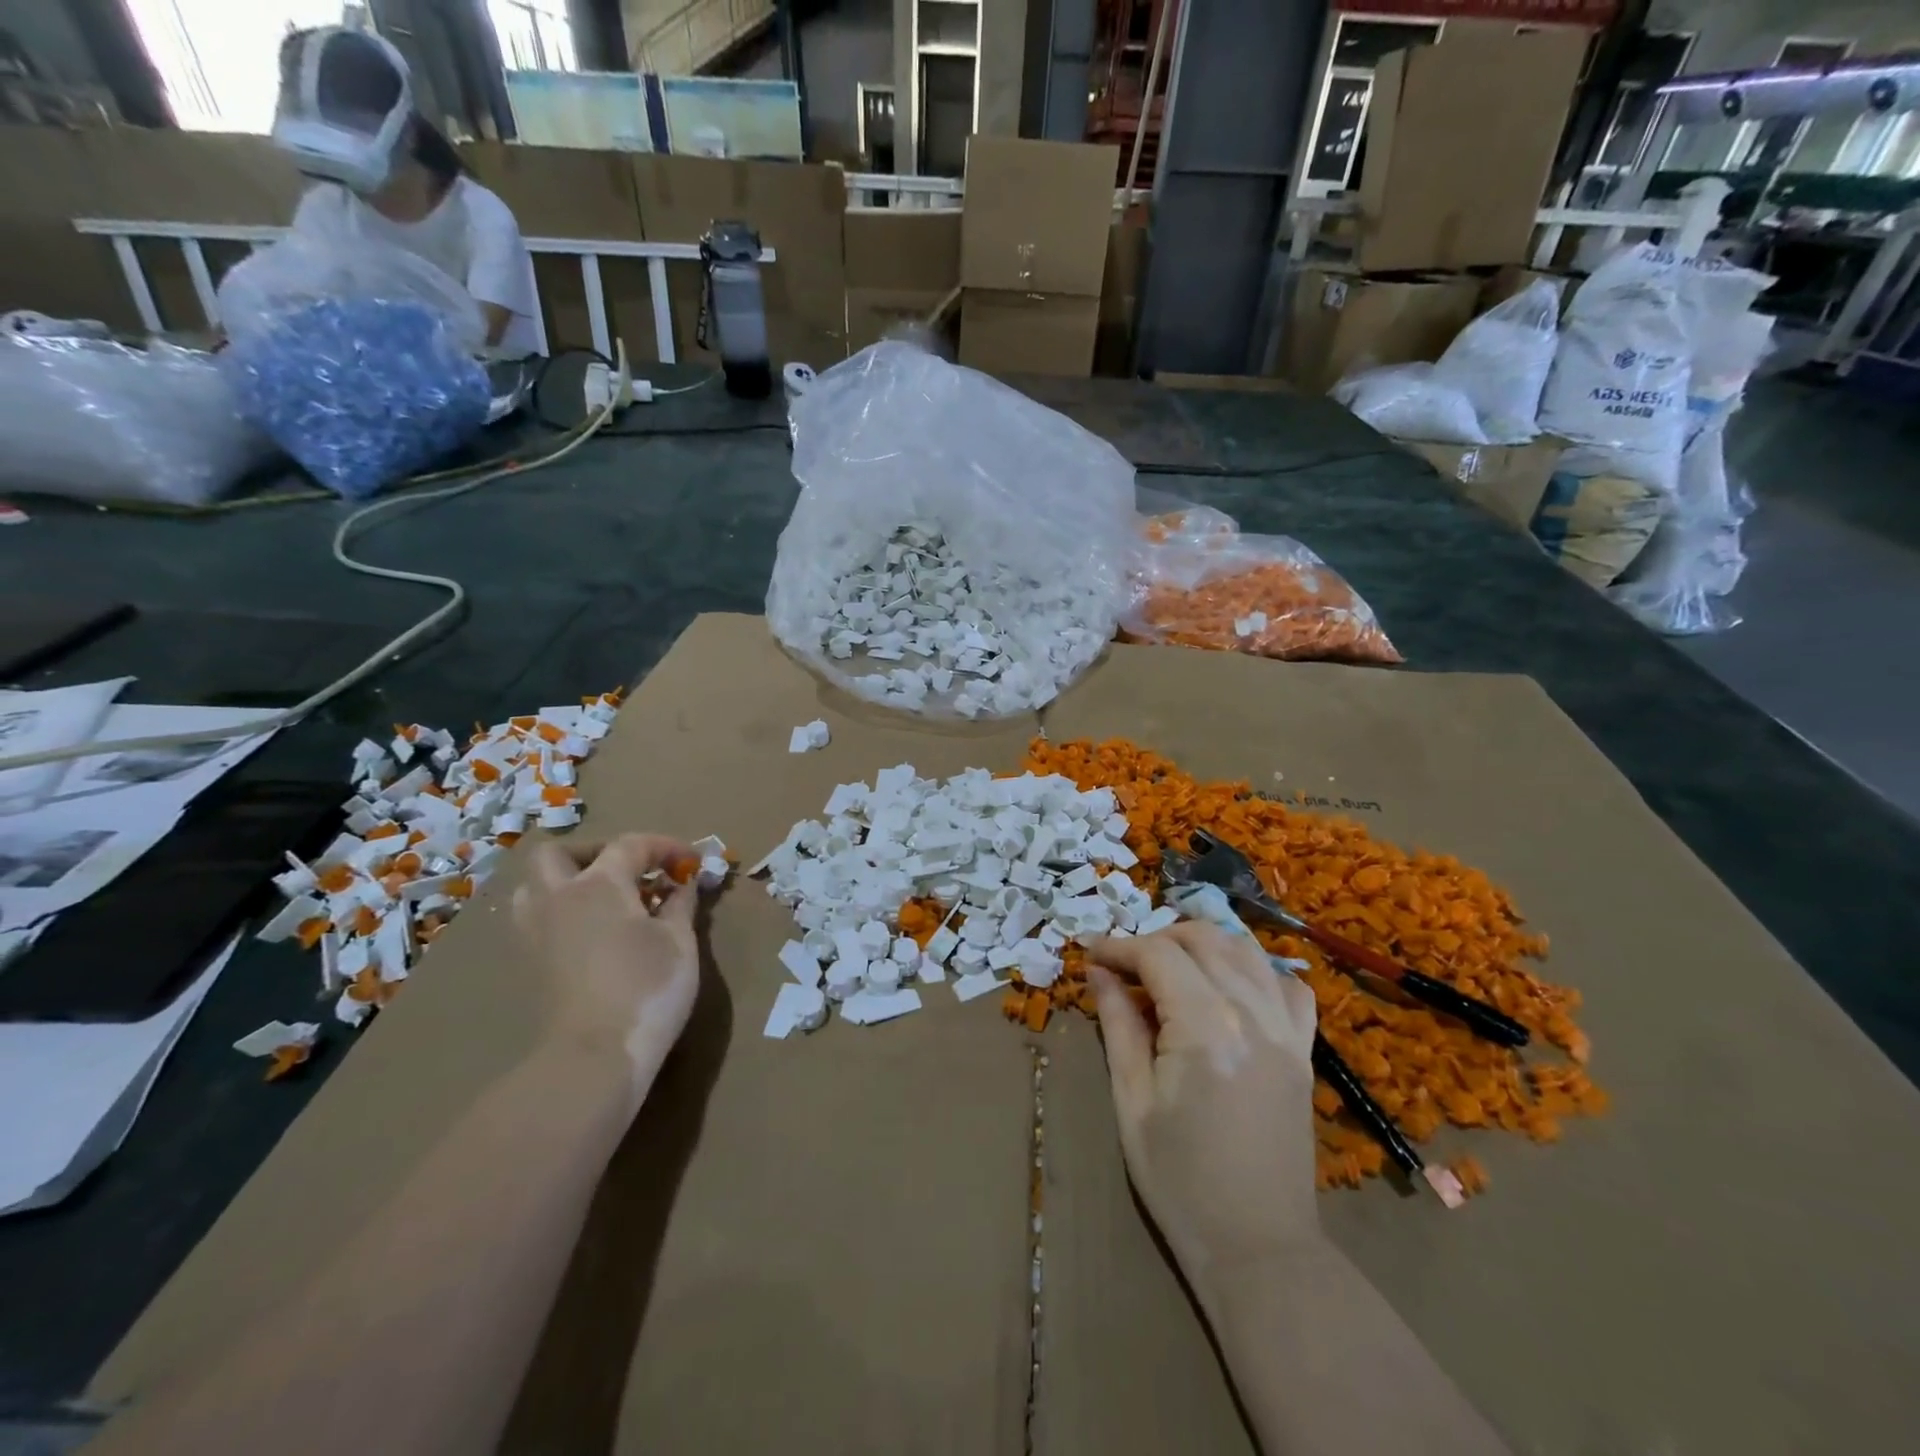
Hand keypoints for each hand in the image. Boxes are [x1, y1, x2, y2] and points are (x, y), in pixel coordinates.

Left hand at [513, 834, 700, 1104]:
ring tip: (605, 899)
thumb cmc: (647, 988)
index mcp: (599, 885)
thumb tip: (683, 883)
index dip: (665, 846)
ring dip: (567, 881)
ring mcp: (537, 932)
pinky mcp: (533, 963)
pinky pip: (538, 919)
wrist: (595, 1057)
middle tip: (629, 870)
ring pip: (535, 886)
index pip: (631, 845)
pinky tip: (592, 932)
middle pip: (558, 854)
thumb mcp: (680, 941)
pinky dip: (562, 912)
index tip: (691, 861)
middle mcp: (559, 898)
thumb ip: (680, 904)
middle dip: (594, 852)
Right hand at [1086, 923, 1321, 1303]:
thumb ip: (1118, 1024)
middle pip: (1204, 939)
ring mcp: (1286, 1029)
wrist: (1257, 1246)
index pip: (1158, 955)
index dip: (1119, 946)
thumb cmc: (1179, 1179)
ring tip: (1170, 966)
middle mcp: (1252, 1013)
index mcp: (1205, 1027)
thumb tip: (1098, 972)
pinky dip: (1256, 970)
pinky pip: (1289, 986)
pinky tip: (1230, 988)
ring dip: (1203, 943)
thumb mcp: (1132, 1100)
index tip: (1090, 953)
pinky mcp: (1303, 1050)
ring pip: (1246, 949)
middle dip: (1157, 938)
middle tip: (1125, 965)